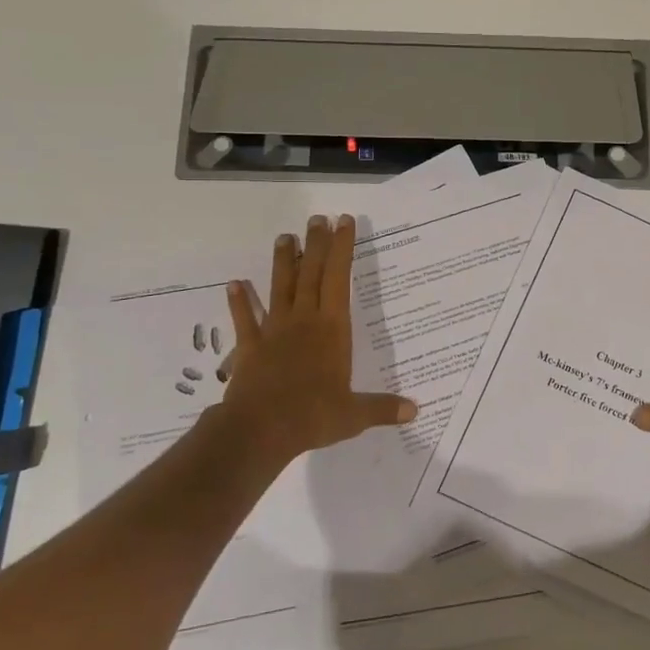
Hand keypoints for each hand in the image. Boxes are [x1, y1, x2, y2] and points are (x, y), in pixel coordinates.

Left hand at [212, 214, 415, 470]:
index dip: (342, 248)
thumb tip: (415, 411)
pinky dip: (239, 302)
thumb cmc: (312, 416)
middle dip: (315, 244)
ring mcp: (273, 332)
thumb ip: (382, 408)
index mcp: (332, 329)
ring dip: (282, 262)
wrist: (259, 430)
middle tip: (318, 219)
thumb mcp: (354, 415)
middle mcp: (303, 321)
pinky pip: (244, 320)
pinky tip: (234, 284)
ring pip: (279, 288)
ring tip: (283, 237)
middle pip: (309, 274)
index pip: (339, 279)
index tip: (344, 222)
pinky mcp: (250, 348)